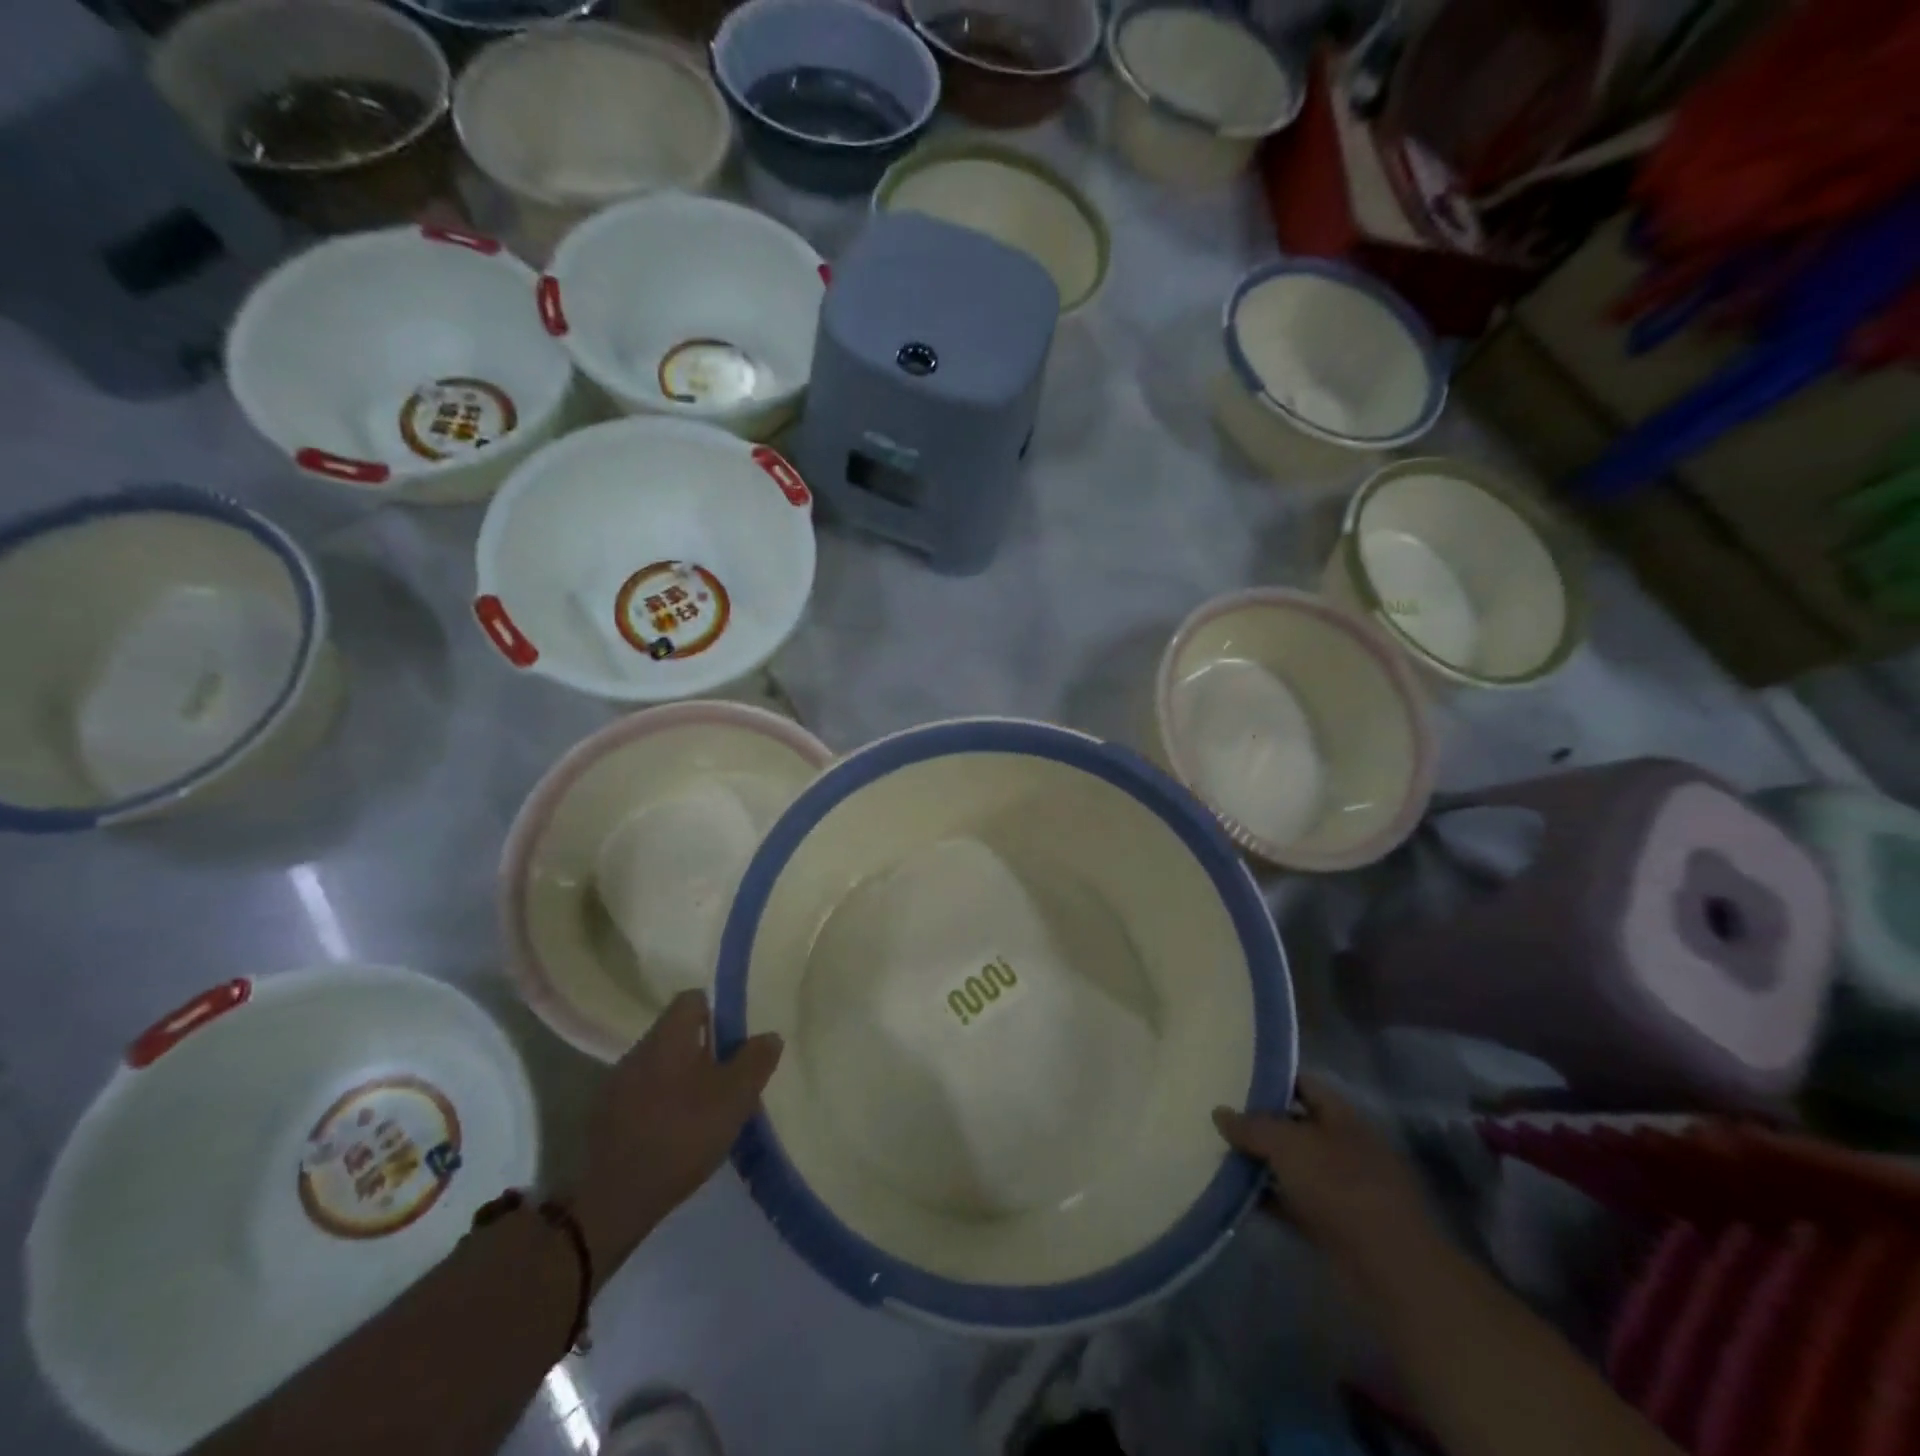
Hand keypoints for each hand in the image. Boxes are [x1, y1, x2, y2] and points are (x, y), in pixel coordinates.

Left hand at [569, 991, 781, 1278]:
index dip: (717, 1013)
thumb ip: (755, 1061)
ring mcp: (615, 1085)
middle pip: (675, 1034)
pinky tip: (673, 1134)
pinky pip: (640, 1096)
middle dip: (702, 1051)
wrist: (613, 1201)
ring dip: (680, 1079)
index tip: (735, 1041)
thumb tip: (769, 1036)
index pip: (692, 999)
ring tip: (703, 1111)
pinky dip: (659, 1105)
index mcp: (668, 1037)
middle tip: (727, 1080)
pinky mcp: (602, 1119)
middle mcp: (637, 1050)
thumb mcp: (734, 1098)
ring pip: (658, 1066)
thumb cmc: (681, 1136)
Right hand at [1214, 1074, 1440, 1290]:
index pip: (1304, 1084)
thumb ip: (1251, 1126)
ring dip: (1262, 1165)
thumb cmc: (1340, 1187)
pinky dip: (1270, 1200)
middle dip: (1261, 1124)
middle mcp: (1344, 1147)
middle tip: (1220, 1119)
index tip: (1235, 1079)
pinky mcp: (1335, 1226)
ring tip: (1220, 1155)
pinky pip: (1294, 1204)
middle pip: (1296, 1126)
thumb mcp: (1287, 1144)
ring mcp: (1342, 1189)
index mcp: (1343, 1116)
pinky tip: (1237, 1197)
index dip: (1272, 1079)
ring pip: (1293, 1167)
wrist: (1389, 1269)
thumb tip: (1220, 1112)